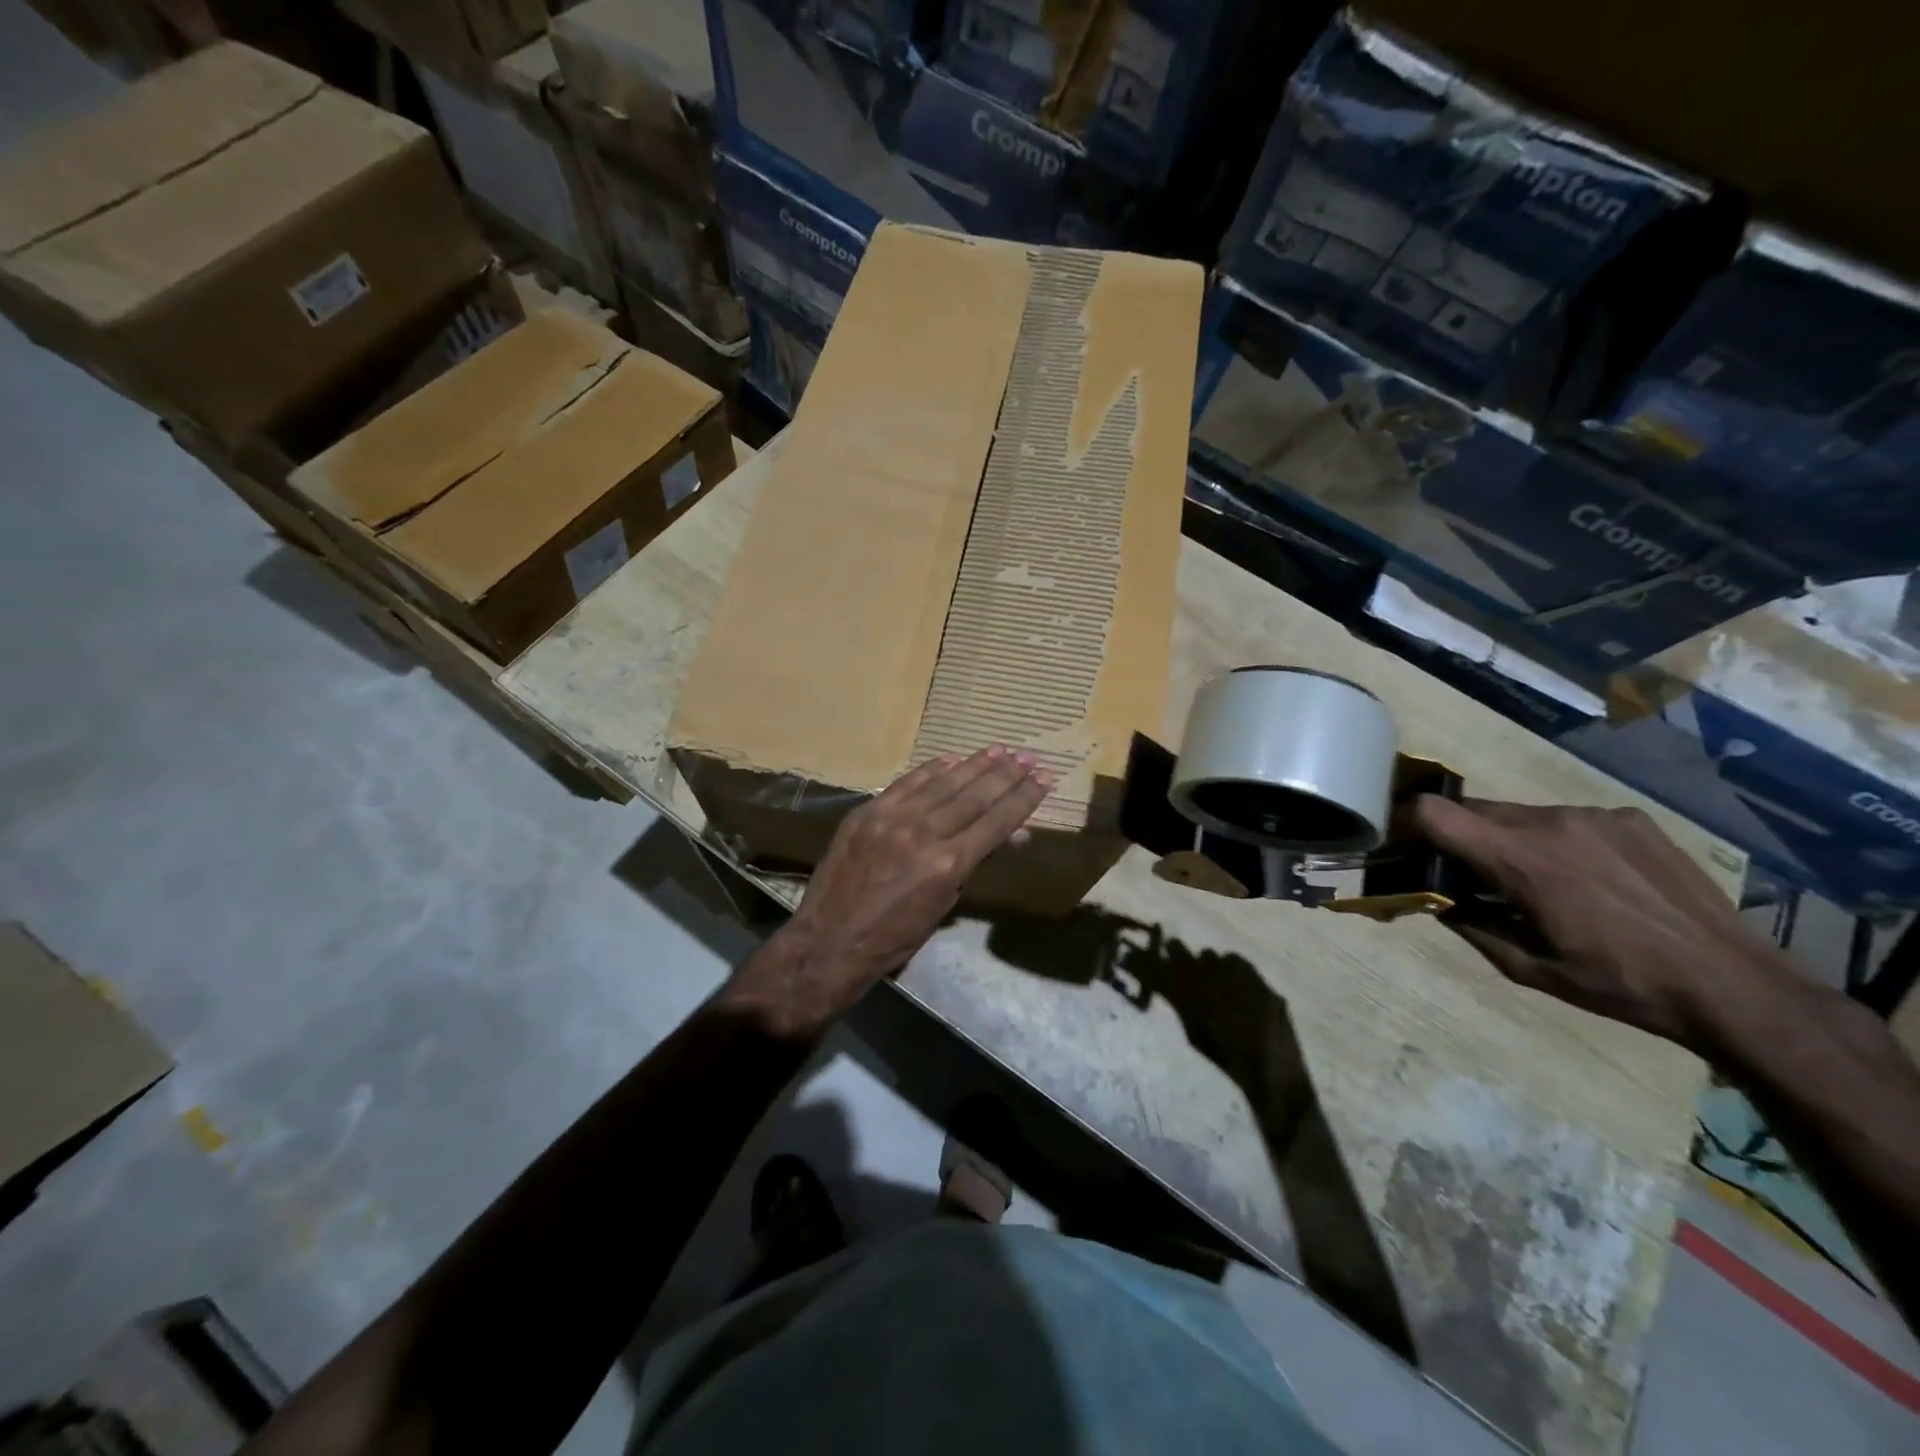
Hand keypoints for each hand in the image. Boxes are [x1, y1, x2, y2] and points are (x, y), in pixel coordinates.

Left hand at [723, 746, 1051, 1035]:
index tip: (1044, 778)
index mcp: (947, 864)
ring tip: (1000, 750)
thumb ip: (974, 863)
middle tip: (1028, 757)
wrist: (830, 940)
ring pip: (944, 783)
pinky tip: (953, 758)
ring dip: (975, 765)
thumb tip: (1011, 835)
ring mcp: (892, 818)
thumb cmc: (894, 937)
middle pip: (975, 796)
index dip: (1023, 798)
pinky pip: (907, 783)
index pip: (996, 822)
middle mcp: (924, 833)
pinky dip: (932, 769)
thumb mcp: (944, 904)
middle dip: (1006, 775)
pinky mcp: (867, 812)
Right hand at [1412, 797, 1793, 1050]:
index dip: (1409, 824)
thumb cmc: (1619, 984)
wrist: (1733, 985)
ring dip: (1510, 840)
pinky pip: (1569, 820)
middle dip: (1459, 837)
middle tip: (1473, 876)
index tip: (1408, 848)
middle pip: (1472, 809)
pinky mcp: (1630, 818)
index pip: (1434, 811)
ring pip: (1520, 814)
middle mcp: (1550, 822)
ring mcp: (1594, 816)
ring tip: (1541, 883)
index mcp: (1519, 859)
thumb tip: (1436, 899)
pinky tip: (1592, 880)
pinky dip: (1559, 842)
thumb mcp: (1527, 968)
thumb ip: (1469, 925)